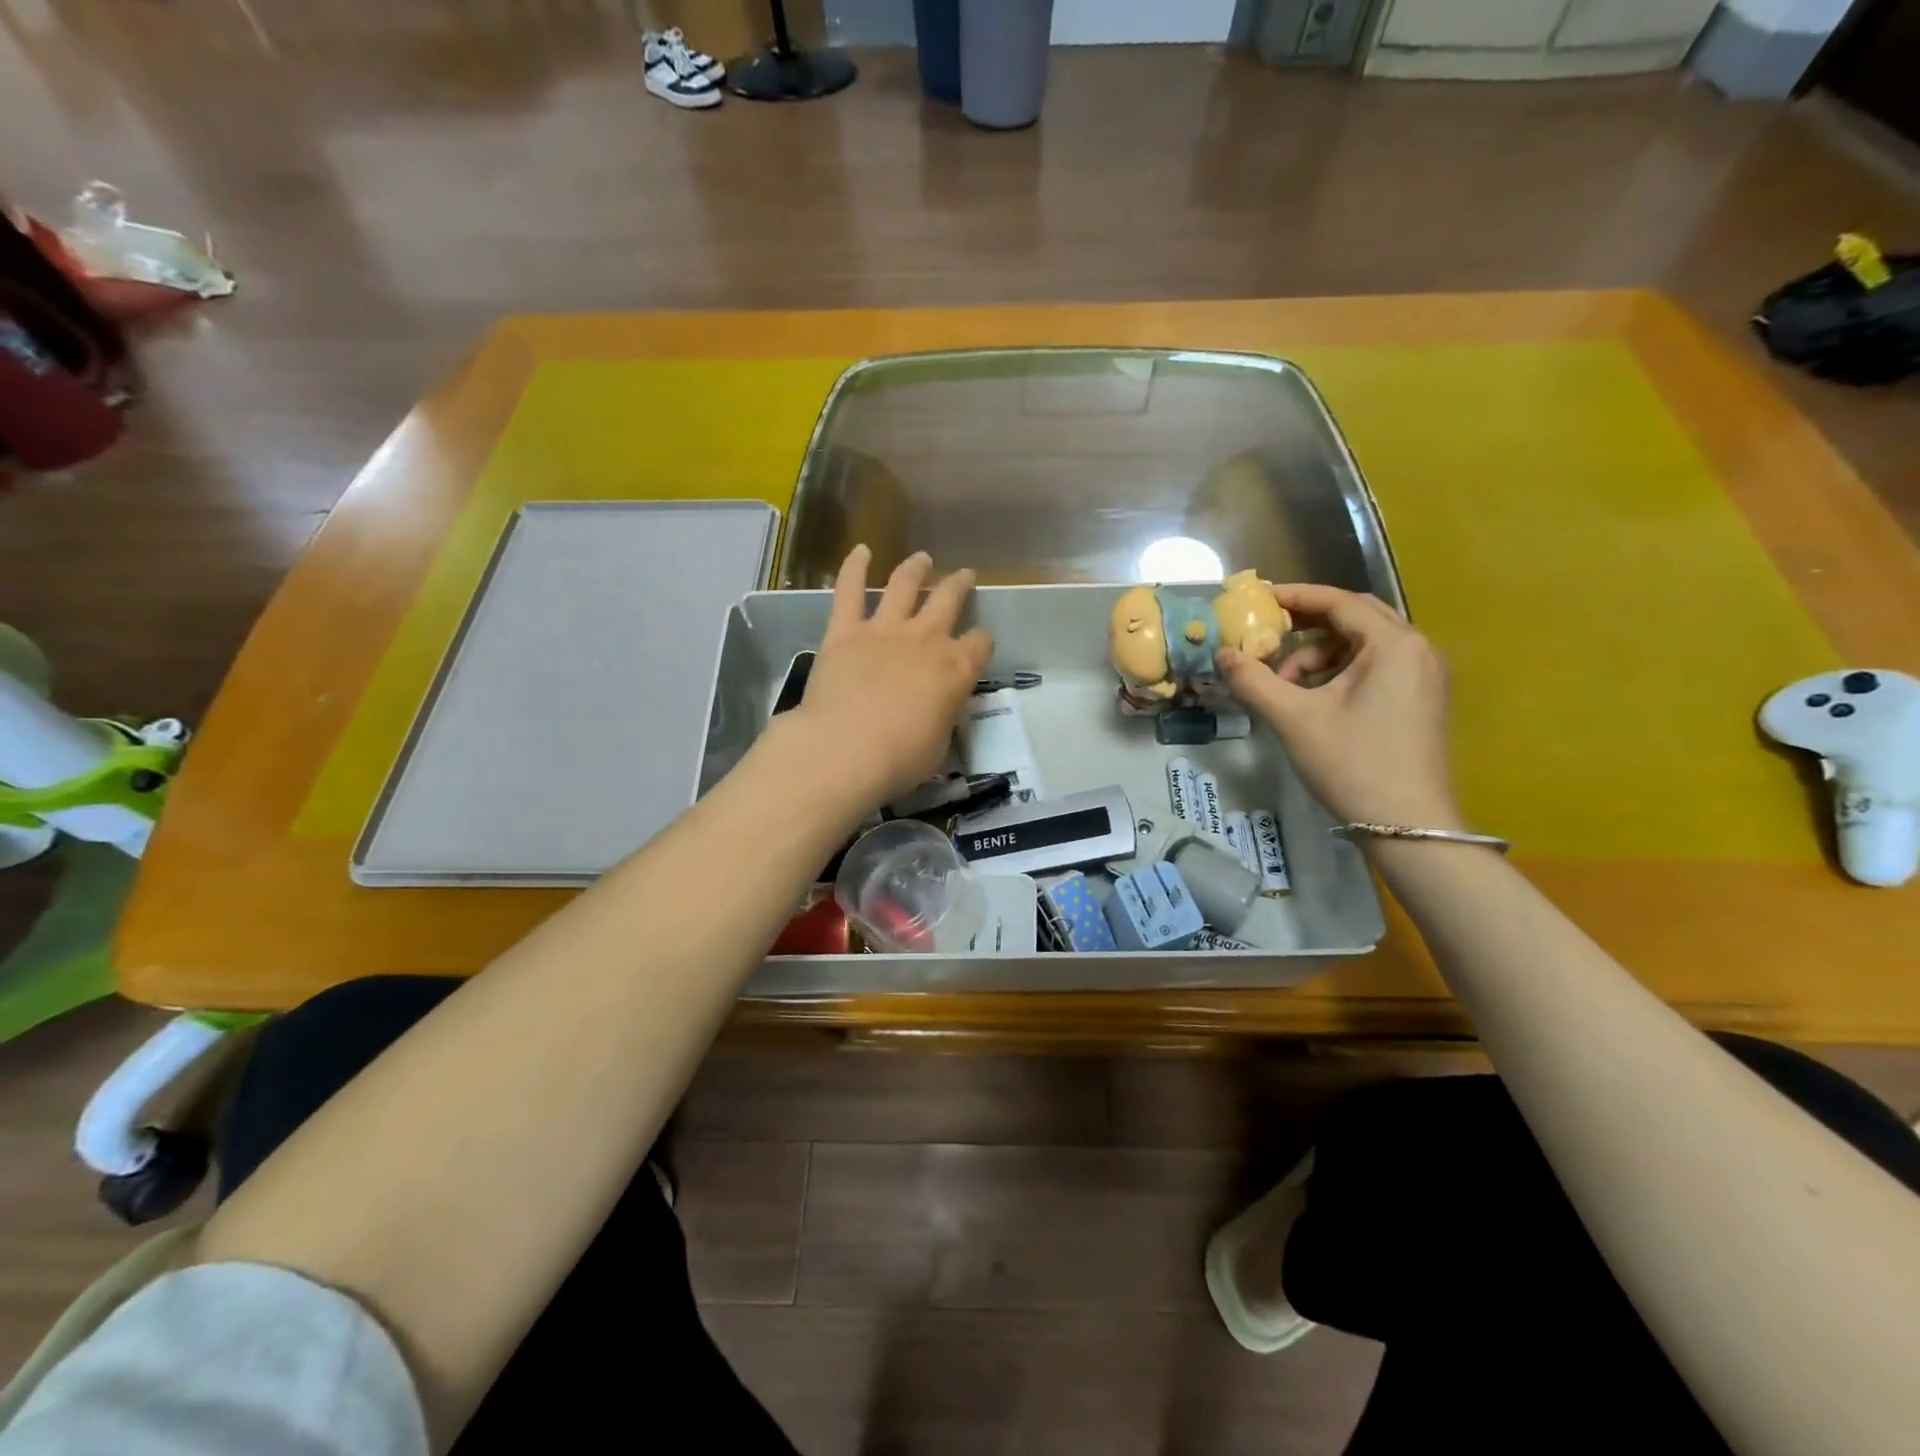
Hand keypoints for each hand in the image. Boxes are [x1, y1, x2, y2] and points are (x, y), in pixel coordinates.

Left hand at [786, 546, 992, 809]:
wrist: (847, 748)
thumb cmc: (900, 758)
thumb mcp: (939, 743)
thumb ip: (942, 715)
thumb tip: (937, 707)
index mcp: (956, 669)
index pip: (980, 644)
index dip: (982, 642)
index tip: (979, 644)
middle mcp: (926, 640)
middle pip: (949, 600)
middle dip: (959, 586)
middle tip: (964, 576)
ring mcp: (884, 630)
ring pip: (904, 586)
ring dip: (915, 568)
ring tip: (921, 558)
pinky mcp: (845, 631)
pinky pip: (850, 591)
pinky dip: (854, 568)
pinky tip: (860, 550)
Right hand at [1215, 584, 1461, 830]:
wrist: (1408, 827)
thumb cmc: (1352, 764)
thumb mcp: (1293, 719)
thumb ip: (1253, 680)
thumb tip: (1221, 654)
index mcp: (1394, 644)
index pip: (1339, 601)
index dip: (1295, 596)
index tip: (1258, 599)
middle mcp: (1417, 650)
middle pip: (1354, 618)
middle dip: (1307, 625)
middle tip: (1267, 635)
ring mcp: (1423, 676)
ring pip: (1362, 646)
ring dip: (1319, 655)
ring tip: (1285, 687)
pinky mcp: (1420, 700)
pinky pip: (1374, 667)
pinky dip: (1338, 674)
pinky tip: (1312, 702)